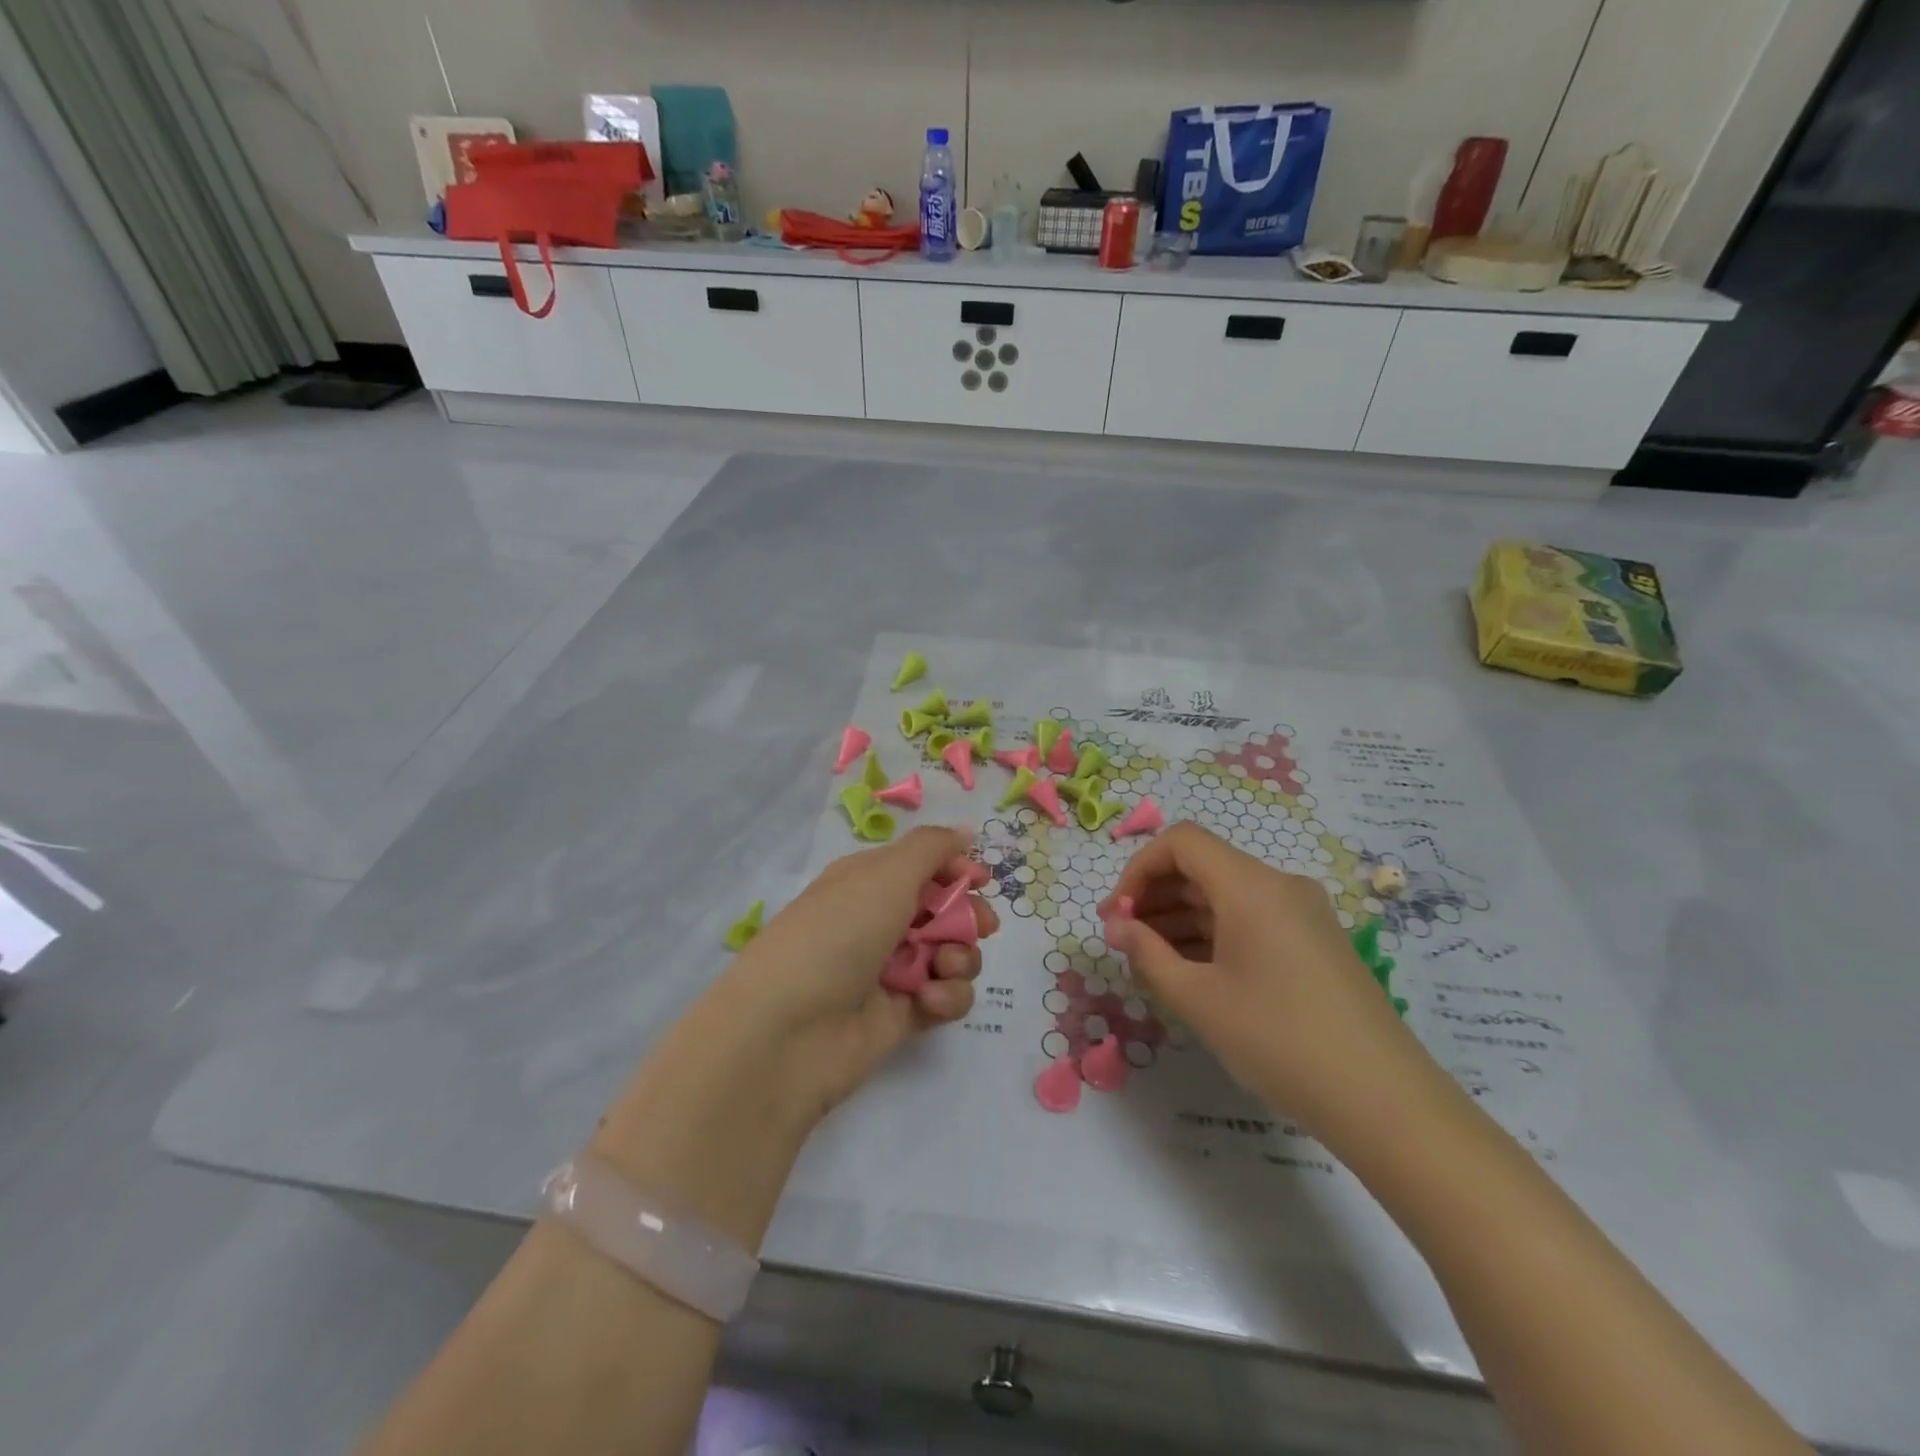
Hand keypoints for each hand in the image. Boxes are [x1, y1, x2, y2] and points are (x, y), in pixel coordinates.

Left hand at [712, 824, 999, 1120]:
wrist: (788, 1031)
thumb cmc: (837, 934)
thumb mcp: (885, 875)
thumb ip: (932, 848)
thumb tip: (964, 832)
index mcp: (869, 881)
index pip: (923, 865)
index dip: (955, 870)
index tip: (981, 880)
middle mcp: (880, 921)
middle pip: (945, 911)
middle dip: (969, 917)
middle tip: (982, 927)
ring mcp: (892, 970)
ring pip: (952, 954)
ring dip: (960, 957)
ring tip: (941, 967)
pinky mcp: (903, 1014)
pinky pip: (945, 996)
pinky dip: (946, 996)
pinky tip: (927, 1000)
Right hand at [1098, 823, 1419, 1130]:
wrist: (1385, 1101)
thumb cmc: (1279, 1041)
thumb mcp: (1198, 999)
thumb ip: (1146, 953)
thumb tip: (1114, 926)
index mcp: (1251, 886)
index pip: (1181, 842)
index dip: (1138, 869)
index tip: (1116, 915)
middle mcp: (1280, 886)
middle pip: (1203, 867)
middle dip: (1155, 896)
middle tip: (1123, 940)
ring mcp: (1303, 914)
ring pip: (1226, 896)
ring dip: (1181, 918)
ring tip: (1150, 962)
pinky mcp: (1315, 943)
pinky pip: (1251, 920)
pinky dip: (1214, 935)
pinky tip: (1193, 973)